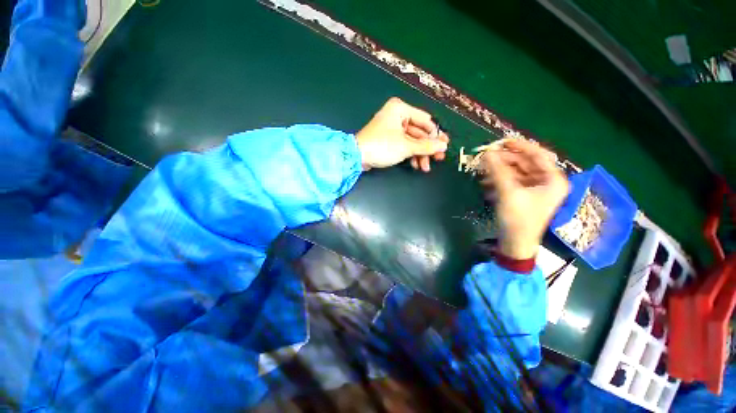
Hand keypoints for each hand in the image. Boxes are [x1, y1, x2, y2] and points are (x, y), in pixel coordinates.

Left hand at [356, 97, 448, 171]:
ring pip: (412, 141)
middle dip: (428, 148)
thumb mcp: (406, 146)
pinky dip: (410, 155)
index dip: (436, 134)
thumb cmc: (382, 146)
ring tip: (425, 167)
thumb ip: (426, 146)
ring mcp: (392, 128)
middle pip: (419, 132)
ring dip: (420, 154)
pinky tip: (416, 165)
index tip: (444, 146)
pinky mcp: (388, 139)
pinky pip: (404, 145)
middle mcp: (397, 115)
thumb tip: (443, 145)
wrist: (357, 157)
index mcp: (400, 109)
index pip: (425, 120)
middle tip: (439, 159)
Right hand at [480, 140, 568, 259]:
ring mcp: (535, 189)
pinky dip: (499, 180)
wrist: (515, 243)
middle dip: (504, 160)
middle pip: (525, 163)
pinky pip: (511, 181)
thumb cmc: (518, 218)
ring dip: (498, 171)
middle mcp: (546, 181)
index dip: (519, 146)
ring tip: (482, 172)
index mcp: (552, 179)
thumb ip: (497, 171)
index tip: (501, 142)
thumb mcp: (508, 192)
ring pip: (516, 172)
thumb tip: (487, 153)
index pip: (538, 154)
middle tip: (485, 157)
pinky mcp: (523, 195)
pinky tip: (486, 183)